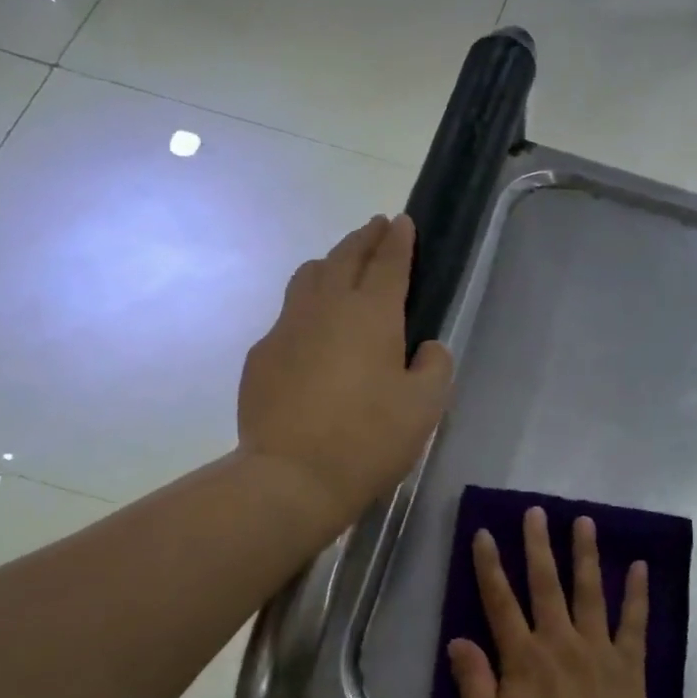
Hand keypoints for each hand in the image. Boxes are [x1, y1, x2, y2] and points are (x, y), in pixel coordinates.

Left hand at [239, 215, 453, 533]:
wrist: (292, 476)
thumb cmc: (369, 439)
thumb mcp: (425, 407)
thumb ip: (435, 367)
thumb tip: (427, 347)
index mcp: (372, 314)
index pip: (389, 262)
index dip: (399, 240)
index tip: (403, 221)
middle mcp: (326, 307)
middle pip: (345, 258)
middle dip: (364, 239)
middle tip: (376, 228)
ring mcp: (286, 328)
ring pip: (308, 277)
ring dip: (330, 264)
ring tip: (341, 266)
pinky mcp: (261, 355)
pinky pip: (287, 316)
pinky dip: (306, 309)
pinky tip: (312, 333)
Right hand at [449, 506, 652, 697]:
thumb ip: (475, 683)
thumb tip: (458, 639)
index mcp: (524, 659)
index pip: (500, 602)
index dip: (490, 566)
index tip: (484, 533)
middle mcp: (560, 643)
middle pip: (546, 585)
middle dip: (537, 545)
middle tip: (535, 511)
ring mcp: (599, 652)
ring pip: (589, 592)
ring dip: (585, 554)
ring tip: (583, 520)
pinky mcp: (629, 667)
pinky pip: (634, 623)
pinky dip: (637, 593)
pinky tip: (638, 565)